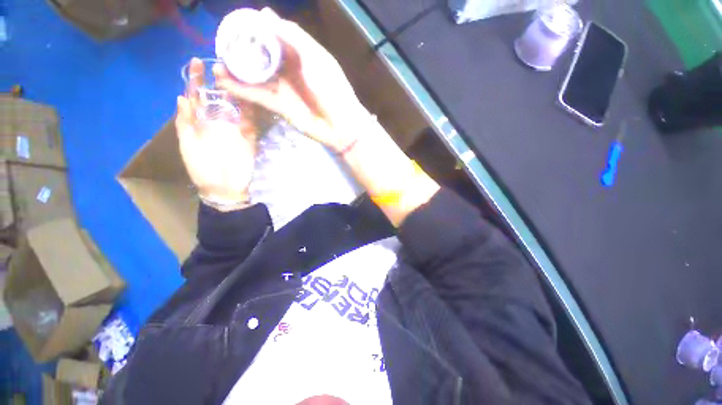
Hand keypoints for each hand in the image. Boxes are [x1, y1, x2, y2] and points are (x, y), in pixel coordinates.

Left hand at [176, 58, 257, 208]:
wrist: (224, 187)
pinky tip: (249, 98)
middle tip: (221, 66)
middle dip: (219, 82)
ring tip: (235, 77)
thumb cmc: (202, 169)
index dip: (196, 81)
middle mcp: (217, 122)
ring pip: (236, 108)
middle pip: (218, 98)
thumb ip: (185, 124)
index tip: (196, 63)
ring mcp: (235, 129)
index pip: (197, 97)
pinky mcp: (249, 138)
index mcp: (199, 123)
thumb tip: (182, 98)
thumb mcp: (187, 146)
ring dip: (235, 93)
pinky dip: (250, 111)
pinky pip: (250, 122)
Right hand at [215, 8, 368, 151]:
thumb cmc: (333, 90)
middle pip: (260, 56)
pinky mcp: (280, 106)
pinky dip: (241, 89)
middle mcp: (288, 70)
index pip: (272, 36)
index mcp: (299, 54)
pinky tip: (223, 82)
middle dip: (241, 50)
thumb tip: (266, 14)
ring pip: (255, 76)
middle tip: (219, 45)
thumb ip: (293, 37)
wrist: (340, 125)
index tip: (234, 23)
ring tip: (215, 64)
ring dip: (236, 71)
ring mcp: (283, 89)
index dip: (254, 29)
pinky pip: (257, 95)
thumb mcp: (317, 59)